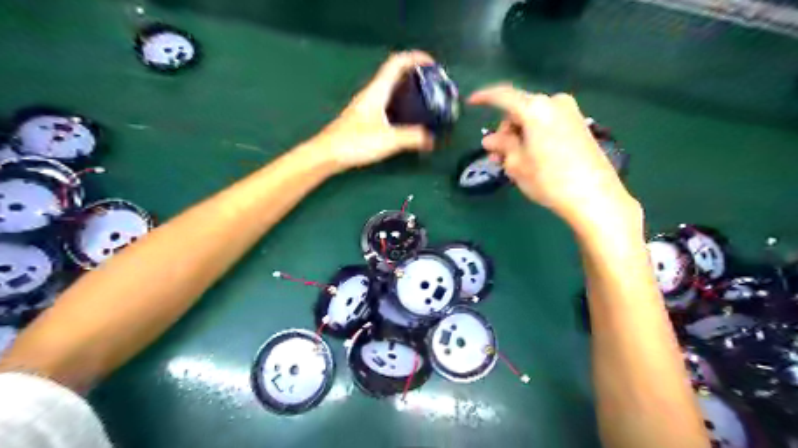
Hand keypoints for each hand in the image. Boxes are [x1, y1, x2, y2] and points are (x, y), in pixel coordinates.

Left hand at [310, 50, 434, 170]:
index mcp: (377, 91)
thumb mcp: (388, 140)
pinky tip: (405, 120)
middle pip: (394, 75)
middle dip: (414, 75)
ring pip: (390, 90)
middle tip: (432, 85)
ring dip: (407, 91)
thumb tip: (431, 139)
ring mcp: (365, 106)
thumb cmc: (355, 142)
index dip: (415, 58)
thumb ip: (412, 138)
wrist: (327, 154)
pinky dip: (399, 105)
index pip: (397, 63)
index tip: (433, 64)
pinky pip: (386, 104)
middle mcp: (371, 94)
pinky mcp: (363, 119)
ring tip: (423, 101)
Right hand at [468, 84, 640, 231]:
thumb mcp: (517, 164)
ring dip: (519, 135)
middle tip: (497, 155)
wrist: (594, 196)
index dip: (484, 97)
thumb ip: (502, 146)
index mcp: (535, 109)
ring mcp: (570, 113)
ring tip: (513, 161)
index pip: (502, 96)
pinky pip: (547, 124)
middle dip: (505, 130)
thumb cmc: (549, 179)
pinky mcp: (579, 125)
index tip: (471, 102)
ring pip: (533, 118)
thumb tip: (490, 139)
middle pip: (519, 110)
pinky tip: (531, 157)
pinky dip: (534, 136)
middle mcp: (554, 103)